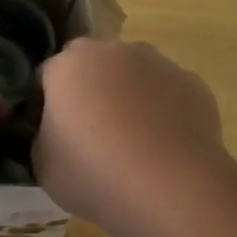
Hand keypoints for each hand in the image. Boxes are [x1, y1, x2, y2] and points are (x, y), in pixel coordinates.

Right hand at [33, 38, 224, 221]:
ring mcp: (159, 64)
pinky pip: (168, 95)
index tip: (50, 135)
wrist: (168, 185)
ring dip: (129, 98)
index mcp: (68, 65)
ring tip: (132, 143)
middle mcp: (113, 52)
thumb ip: (44, 138)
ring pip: (135, 76)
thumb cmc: (92, 172)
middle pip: (93, 67)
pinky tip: (162, 147)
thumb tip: (56, 135)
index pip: (47, 77)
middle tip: (90, 136)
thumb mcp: (42, 165)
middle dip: (89, 92)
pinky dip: (163, 112)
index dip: (44, 105)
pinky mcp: (193, 84)